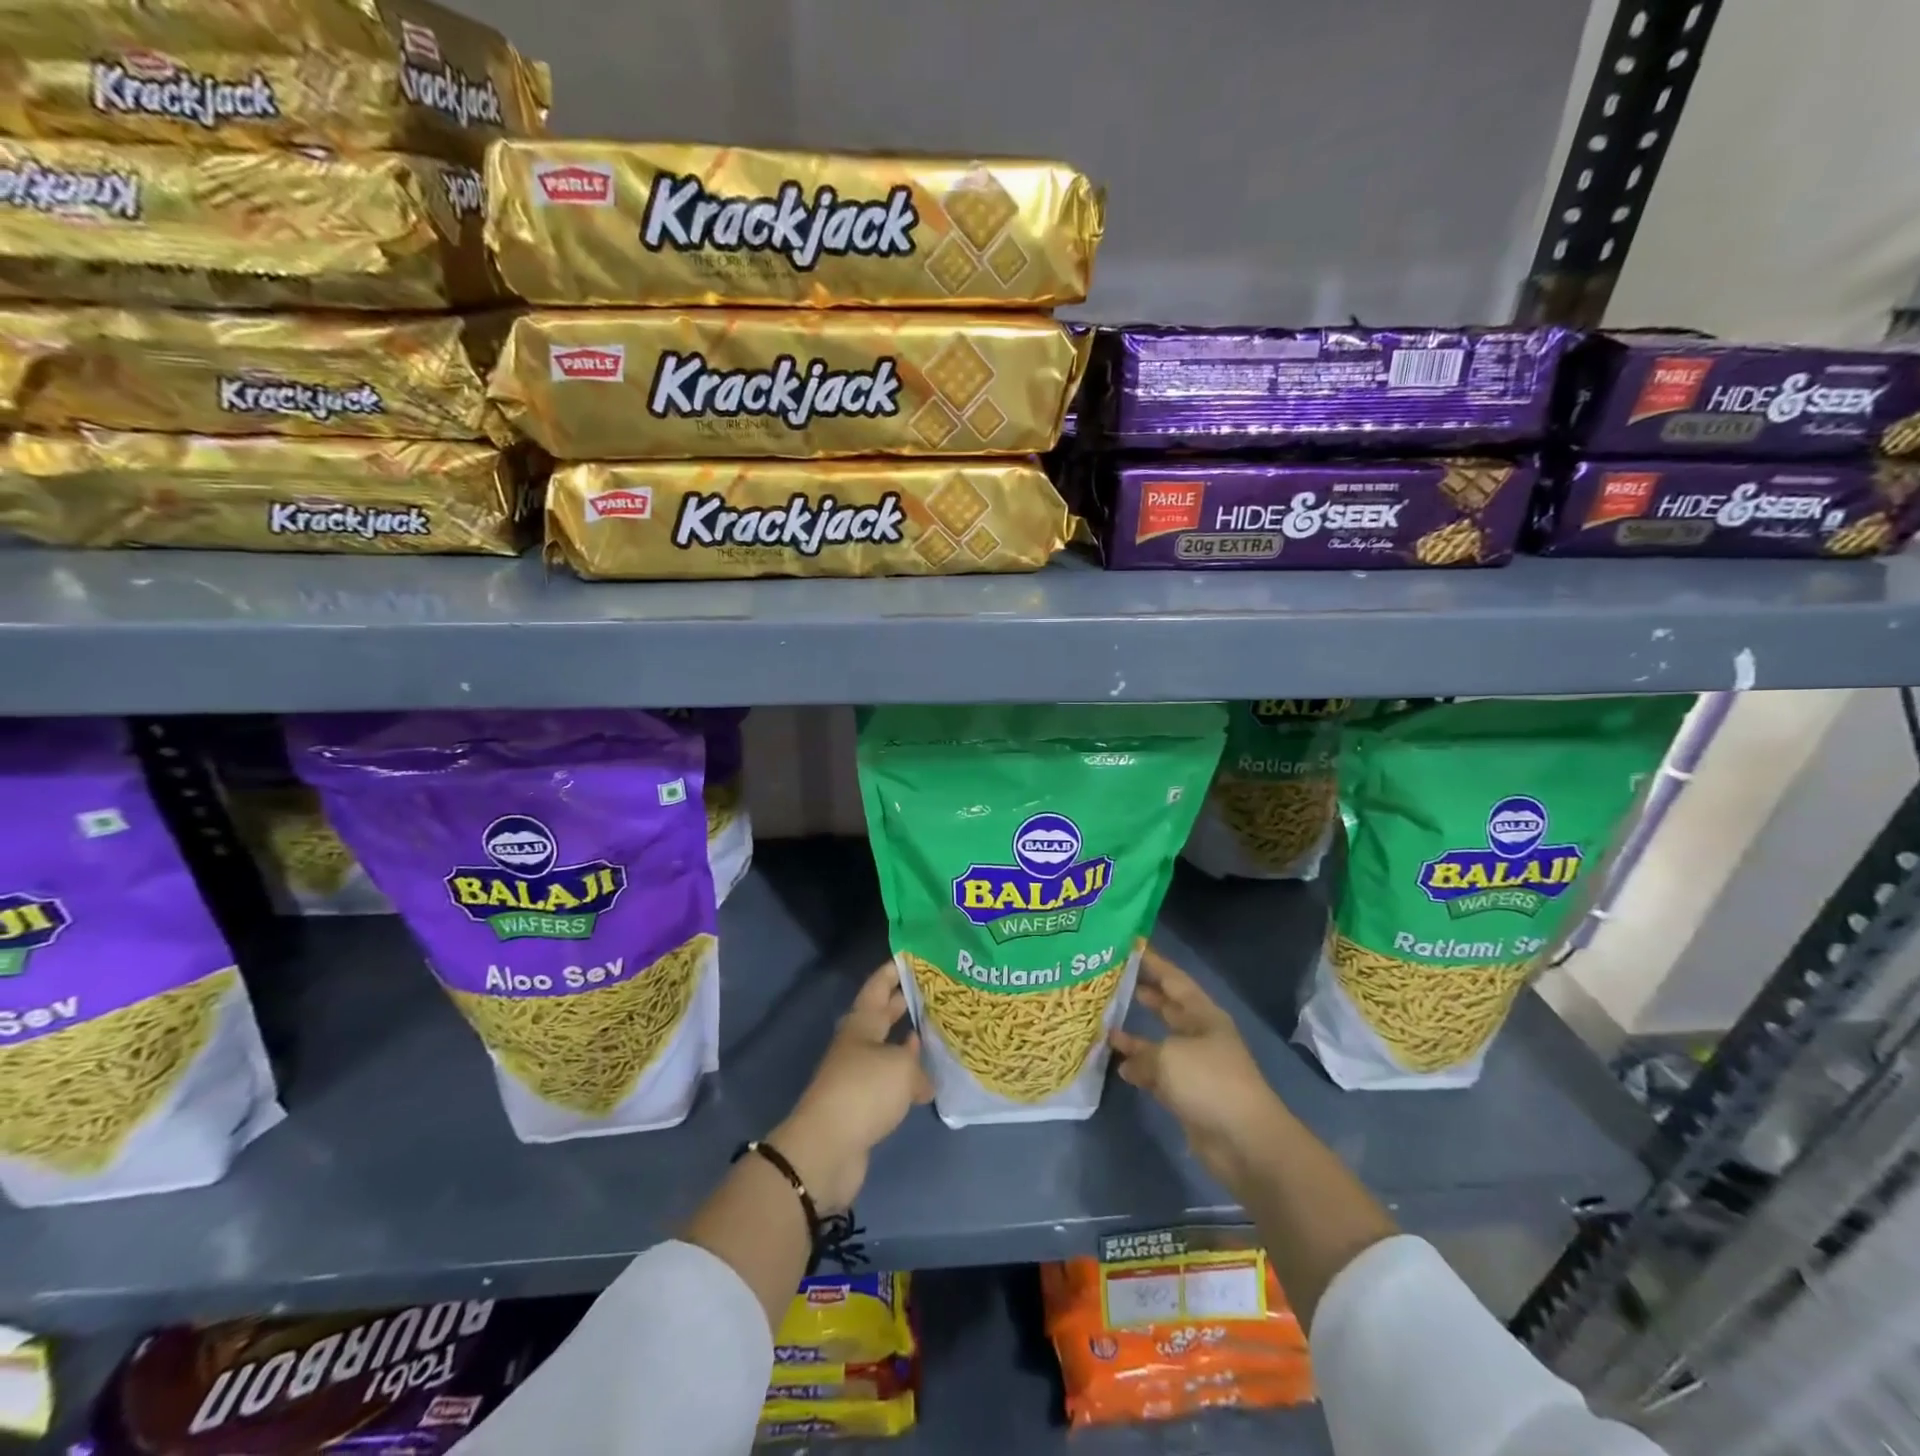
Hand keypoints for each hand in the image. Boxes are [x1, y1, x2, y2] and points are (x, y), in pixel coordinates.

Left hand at [769, 960, 932, 1213]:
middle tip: (932, 992)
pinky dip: (905, 1077)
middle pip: (881, 1017)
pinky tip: (924, 1082)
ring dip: (906, 1043)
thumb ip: (918, 1066)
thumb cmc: (864, 1091)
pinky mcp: (861, 1106)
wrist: (827, 1148)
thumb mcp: (901, 1069)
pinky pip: (888, 1081)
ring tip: (934, 1034)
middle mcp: (857, 1044)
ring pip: (886, 1049)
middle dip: (902, 1003)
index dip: (892, 971)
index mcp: (861, 1024)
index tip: (912, 957)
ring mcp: (857, 1075)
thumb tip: (924, 1080)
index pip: (877, 987)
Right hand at [1110, 946, 1291, 1191]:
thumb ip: (1141, 1051)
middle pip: (1168, 1008)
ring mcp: (1196, 1067)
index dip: (1153, 963)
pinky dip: (1141, 1070)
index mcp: (1203, 1015)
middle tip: (1113, 982)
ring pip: (1160, 1043)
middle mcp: (1200, 1035)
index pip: (1174, 979)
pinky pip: (1159, 1074)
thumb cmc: (1209, 1082)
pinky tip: (1120, 1068)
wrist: (1246, 1142)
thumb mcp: (1168, 1056)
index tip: (1129, 947)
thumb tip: (1125, 1057)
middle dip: (1145, 995)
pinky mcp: (1190, 1096)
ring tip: (1106, 1026)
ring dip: (1136, 1037)